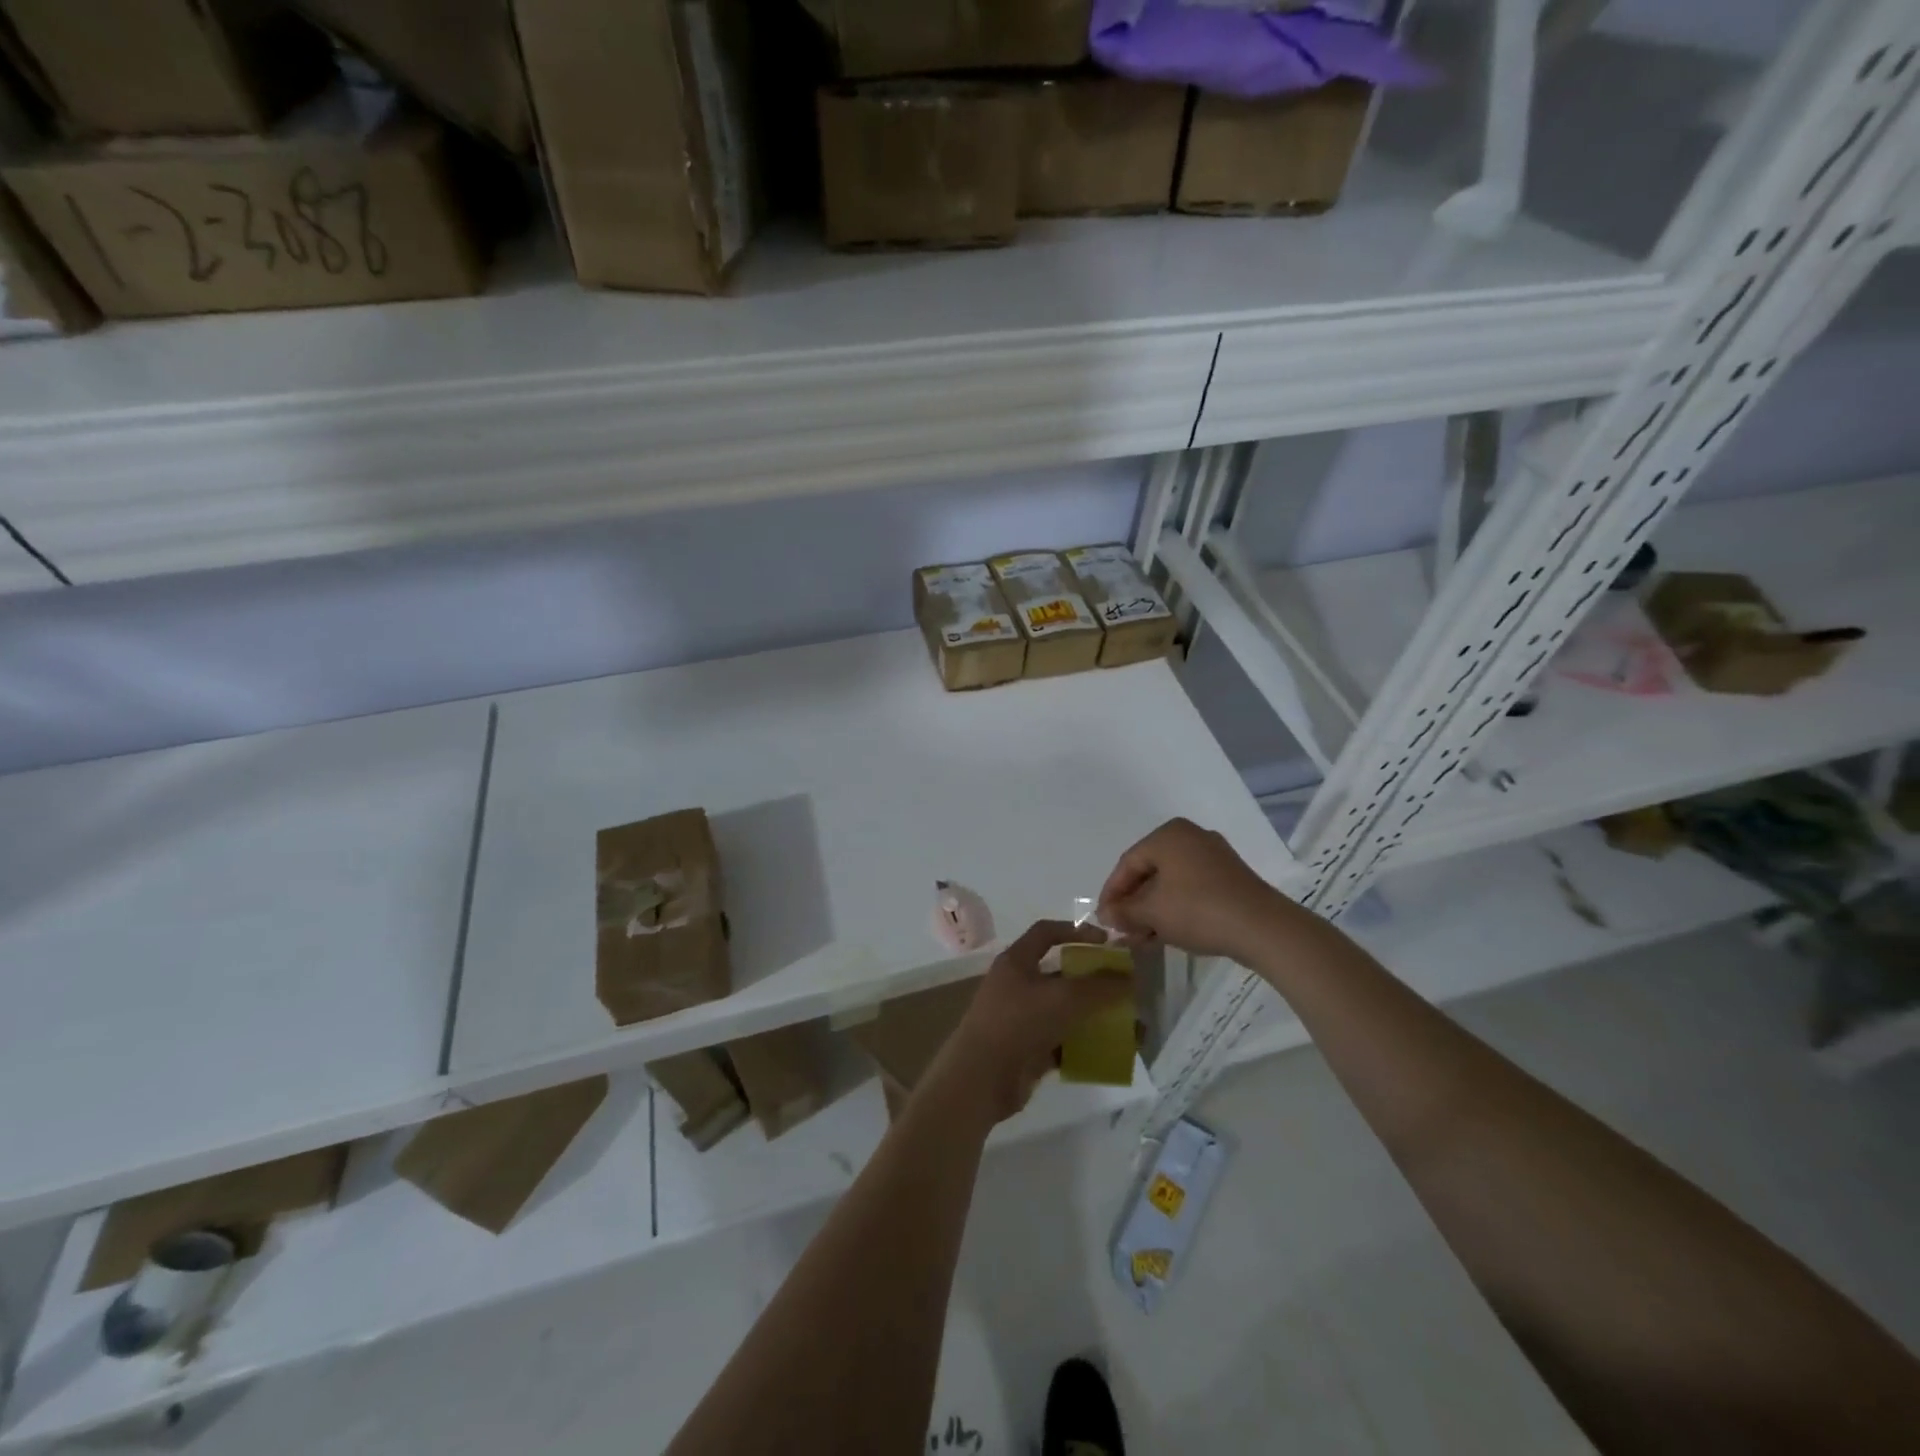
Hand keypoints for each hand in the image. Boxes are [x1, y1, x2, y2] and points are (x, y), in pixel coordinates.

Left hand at [927, 921, 1131, 1124]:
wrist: (981, 1078)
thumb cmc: (1018, 1022)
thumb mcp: (1064, 998)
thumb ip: (1100, 987)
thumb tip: (1130, 979)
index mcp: (1016, 961)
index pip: (1046, 932)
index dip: (1076, 931)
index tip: (1106, 942)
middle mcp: (1016, 985)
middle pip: (1059, 974)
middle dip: (1092, 980)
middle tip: (1123, 987)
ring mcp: (1020, 1018)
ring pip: (1062, 1010)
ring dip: (1091, 1015)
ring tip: (1125, 1023)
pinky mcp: (1026, 1049)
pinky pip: (1061, 1041)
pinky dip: (1083, 1044)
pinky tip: (1109, 1052)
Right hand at [1097, 817, 1292, 960]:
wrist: (1262, 928)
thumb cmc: (1198, 909)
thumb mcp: (1152, 912)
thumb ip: (1123, 911)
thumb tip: (1106, 916)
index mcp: (1168, 835)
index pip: (1128, 863)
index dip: (1111, 893)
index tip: (1103, 919)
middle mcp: (1191, 837)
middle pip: (1149, 872)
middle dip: (1132, 904)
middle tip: (1121, 930)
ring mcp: (1213, 857)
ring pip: (1170, 883)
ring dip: (1151, 910)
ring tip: (1140, 938)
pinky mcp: (1229, 879)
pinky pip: (1190, 889)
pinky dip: (1174, 909)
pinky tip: (1165, 933)